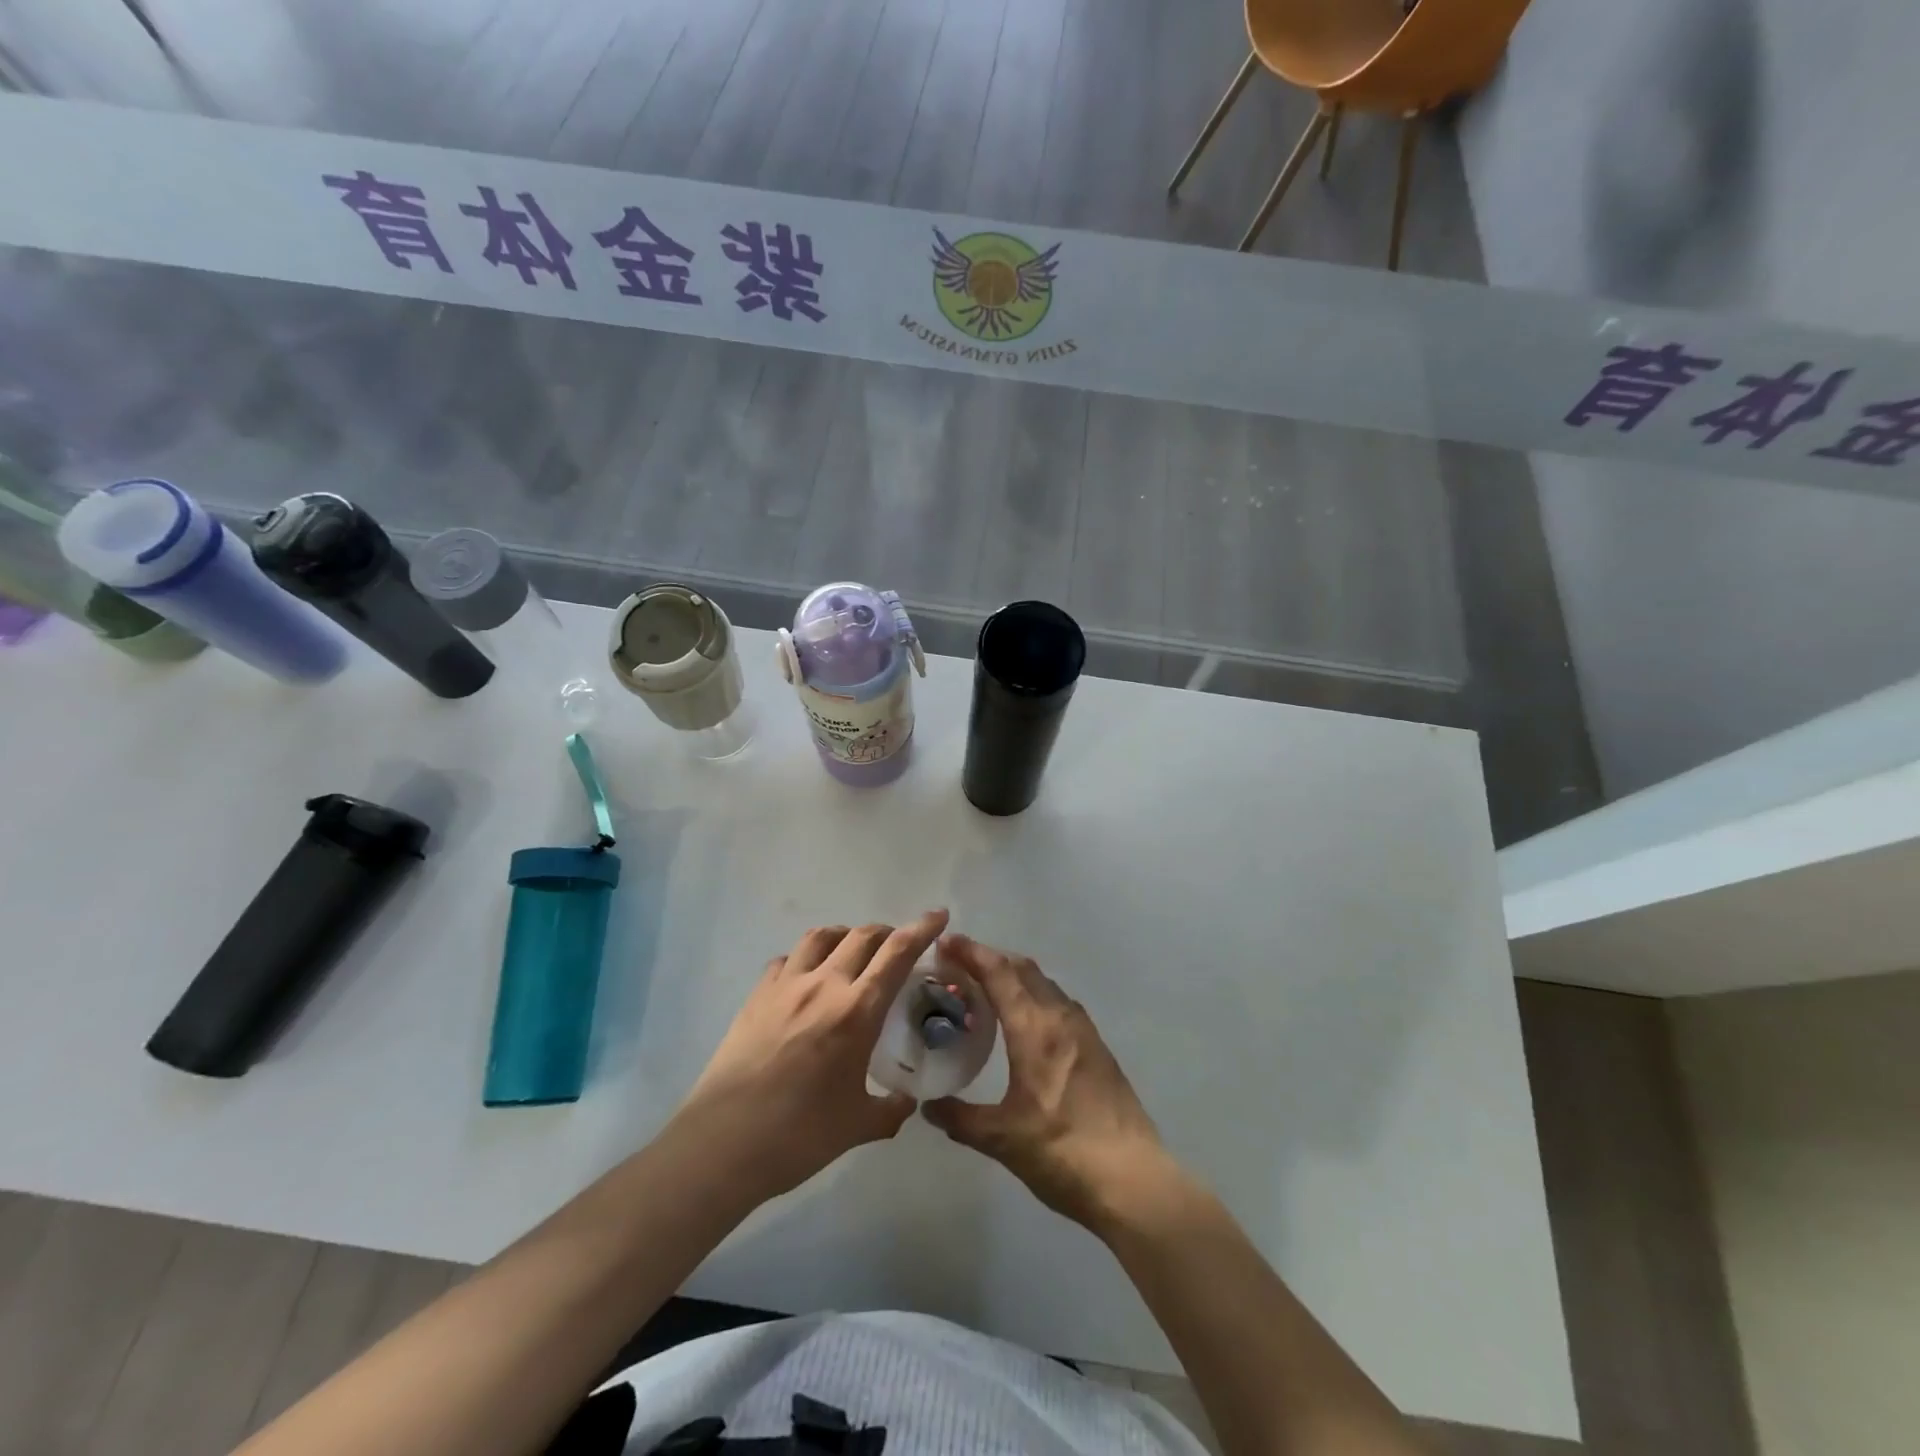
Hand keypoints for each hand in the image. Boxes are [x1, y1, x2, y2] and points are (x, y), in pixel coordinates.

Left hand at [676, 910, 948, 1201]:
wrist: (723, 1144)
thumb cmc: (799, 1136)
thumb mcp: (859, 1126)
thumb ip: (891, 1109)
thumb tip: (907, 1100)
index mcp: (857, 1011)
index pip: (898, 952)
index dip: (922, 928)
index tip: (939, 915)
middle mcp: (824, 985)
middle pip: (862, 935)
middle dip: (887, 933)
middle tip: (898, 948)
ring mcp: (786, 986)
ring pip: (822, 937)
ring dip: (845, 936)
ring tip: (852, 952)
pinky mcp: (757, 996)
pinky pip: (787, 960)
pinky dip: (806, 959)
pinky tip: (807, 979)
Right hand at [923, 935, 1175, 1235]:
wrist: (1133, 1179)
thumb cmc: (1063, 1153)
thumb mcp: (1003, 1139)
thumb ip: (961, 1118)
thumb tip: (928, 1106)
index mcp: (1034, 1029)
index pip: (999, 972)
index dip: (971, 952)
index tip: (945, 941)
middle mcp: (1060, 1017)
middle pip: (1022, 968)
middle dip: (989, 958)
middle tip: (958, 965)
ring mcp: (1084, 1030)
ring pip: (1043, 983)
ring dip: (1013, 975)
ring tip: (985, 989)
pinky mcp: (1097, 1047)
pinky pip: (1058, 1002)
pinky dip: (1033, 994)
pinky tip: (1023, 1022)